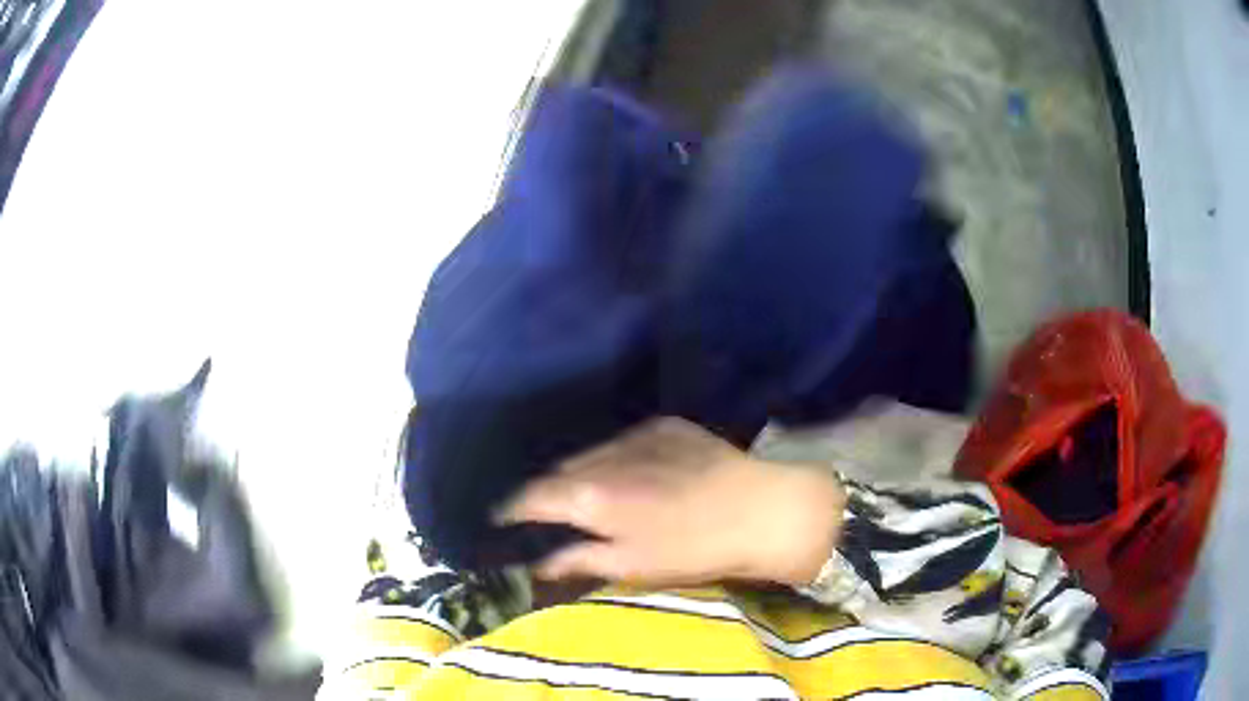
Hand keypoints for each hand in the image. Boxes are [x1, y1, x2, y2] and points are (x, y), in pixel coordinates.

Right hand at [495, 417, 844, 587]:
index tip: (503, 520)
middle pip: (558, 472)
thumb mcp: (631, 565)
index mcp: (591, 495)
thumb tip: (537, 562)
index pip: (532, 497)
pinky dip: (616, 458)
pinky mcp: (665, 425)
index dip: (512, 510)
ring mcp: (636, 434)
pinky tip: (633, 474)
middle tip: (550, 513)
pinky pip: (623, 441)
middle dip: (548, 492)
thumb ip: (577, 559)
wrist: (759, 510)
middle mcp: (604, 456)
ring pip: (590, 453)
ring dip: (583, 473)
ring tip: (592, 493)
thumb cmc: (693, 549)